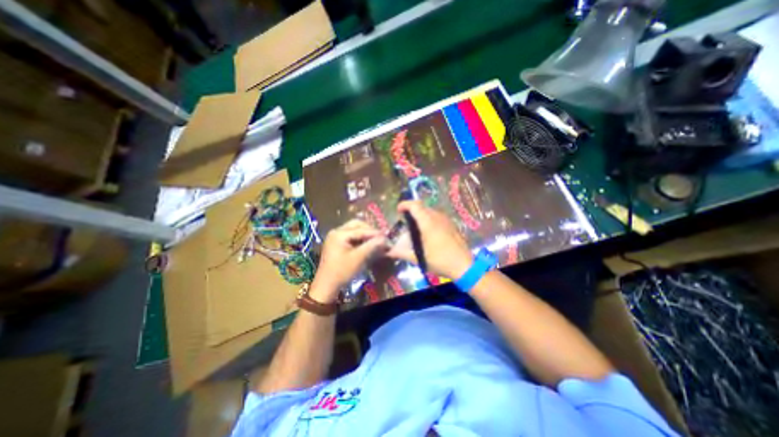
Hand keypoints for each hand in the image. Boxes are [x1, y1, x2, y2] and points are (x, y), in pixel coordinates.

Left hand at [311, 221, 389, 300]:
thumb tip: (385, 239)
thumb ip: (372, 246)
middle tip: (380, 237)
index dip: (375, 232)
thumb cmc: (342, 271)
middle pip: (357, 225)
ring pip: (354, 229)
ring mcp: (335, 236)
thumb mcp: (359, 258)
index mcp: (339, 233)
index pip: (361, 229)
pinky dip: (359, 238)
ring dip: (365, 233)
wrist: (326, 285)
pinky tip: (366, 243)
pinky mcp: (336, 243)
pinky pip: (350, 235)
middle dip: (369, 230)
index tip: (387, 236)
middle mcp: (336, 231)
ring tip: (375, 240)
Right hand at [384, 201, 470, 279]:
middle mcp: (437, 217)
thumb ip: (402, 253)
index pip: (415, 206)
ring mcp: (446, 220)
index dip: (405, 204)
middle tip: (405, 219)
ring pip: (431, 211)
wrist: (464, 266)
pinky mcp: (452, 225)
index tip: (398, 210)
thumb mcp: (419, 258)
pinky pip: (438, 216)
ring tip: (416, 226)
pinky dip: (429, 218)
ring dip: (421, 214)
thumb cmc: (440, 261)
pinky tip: (429, 231)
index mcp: (428, 223)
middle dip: (412, 209)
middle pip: (422, 206)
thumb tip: (389, 252)